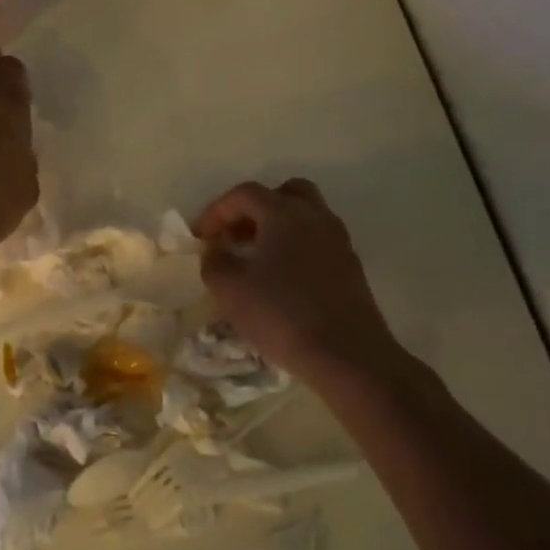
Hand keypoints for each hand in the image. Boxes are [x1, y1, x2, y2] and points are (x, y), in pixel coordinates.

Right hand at [192, 179, 410, 387]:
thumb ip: (214, 261)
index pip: (244, 194)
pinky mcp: (350, 266)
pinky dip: (295, 246)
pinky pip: (317, 240)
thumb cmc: (282, 315)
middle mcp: (315, 217)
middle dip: (253, 209)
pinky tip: (280, 278)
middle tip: (234, 235)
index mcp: (284, 214)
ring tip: (254, 257)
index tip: (200, 237)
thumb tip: (216, 249)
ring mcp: (338, 241)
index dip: (216, 211)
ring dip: (275, 227)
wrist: (347, 356)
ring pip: (304, 216)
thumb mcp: (230, 289)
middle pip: (283, 193)